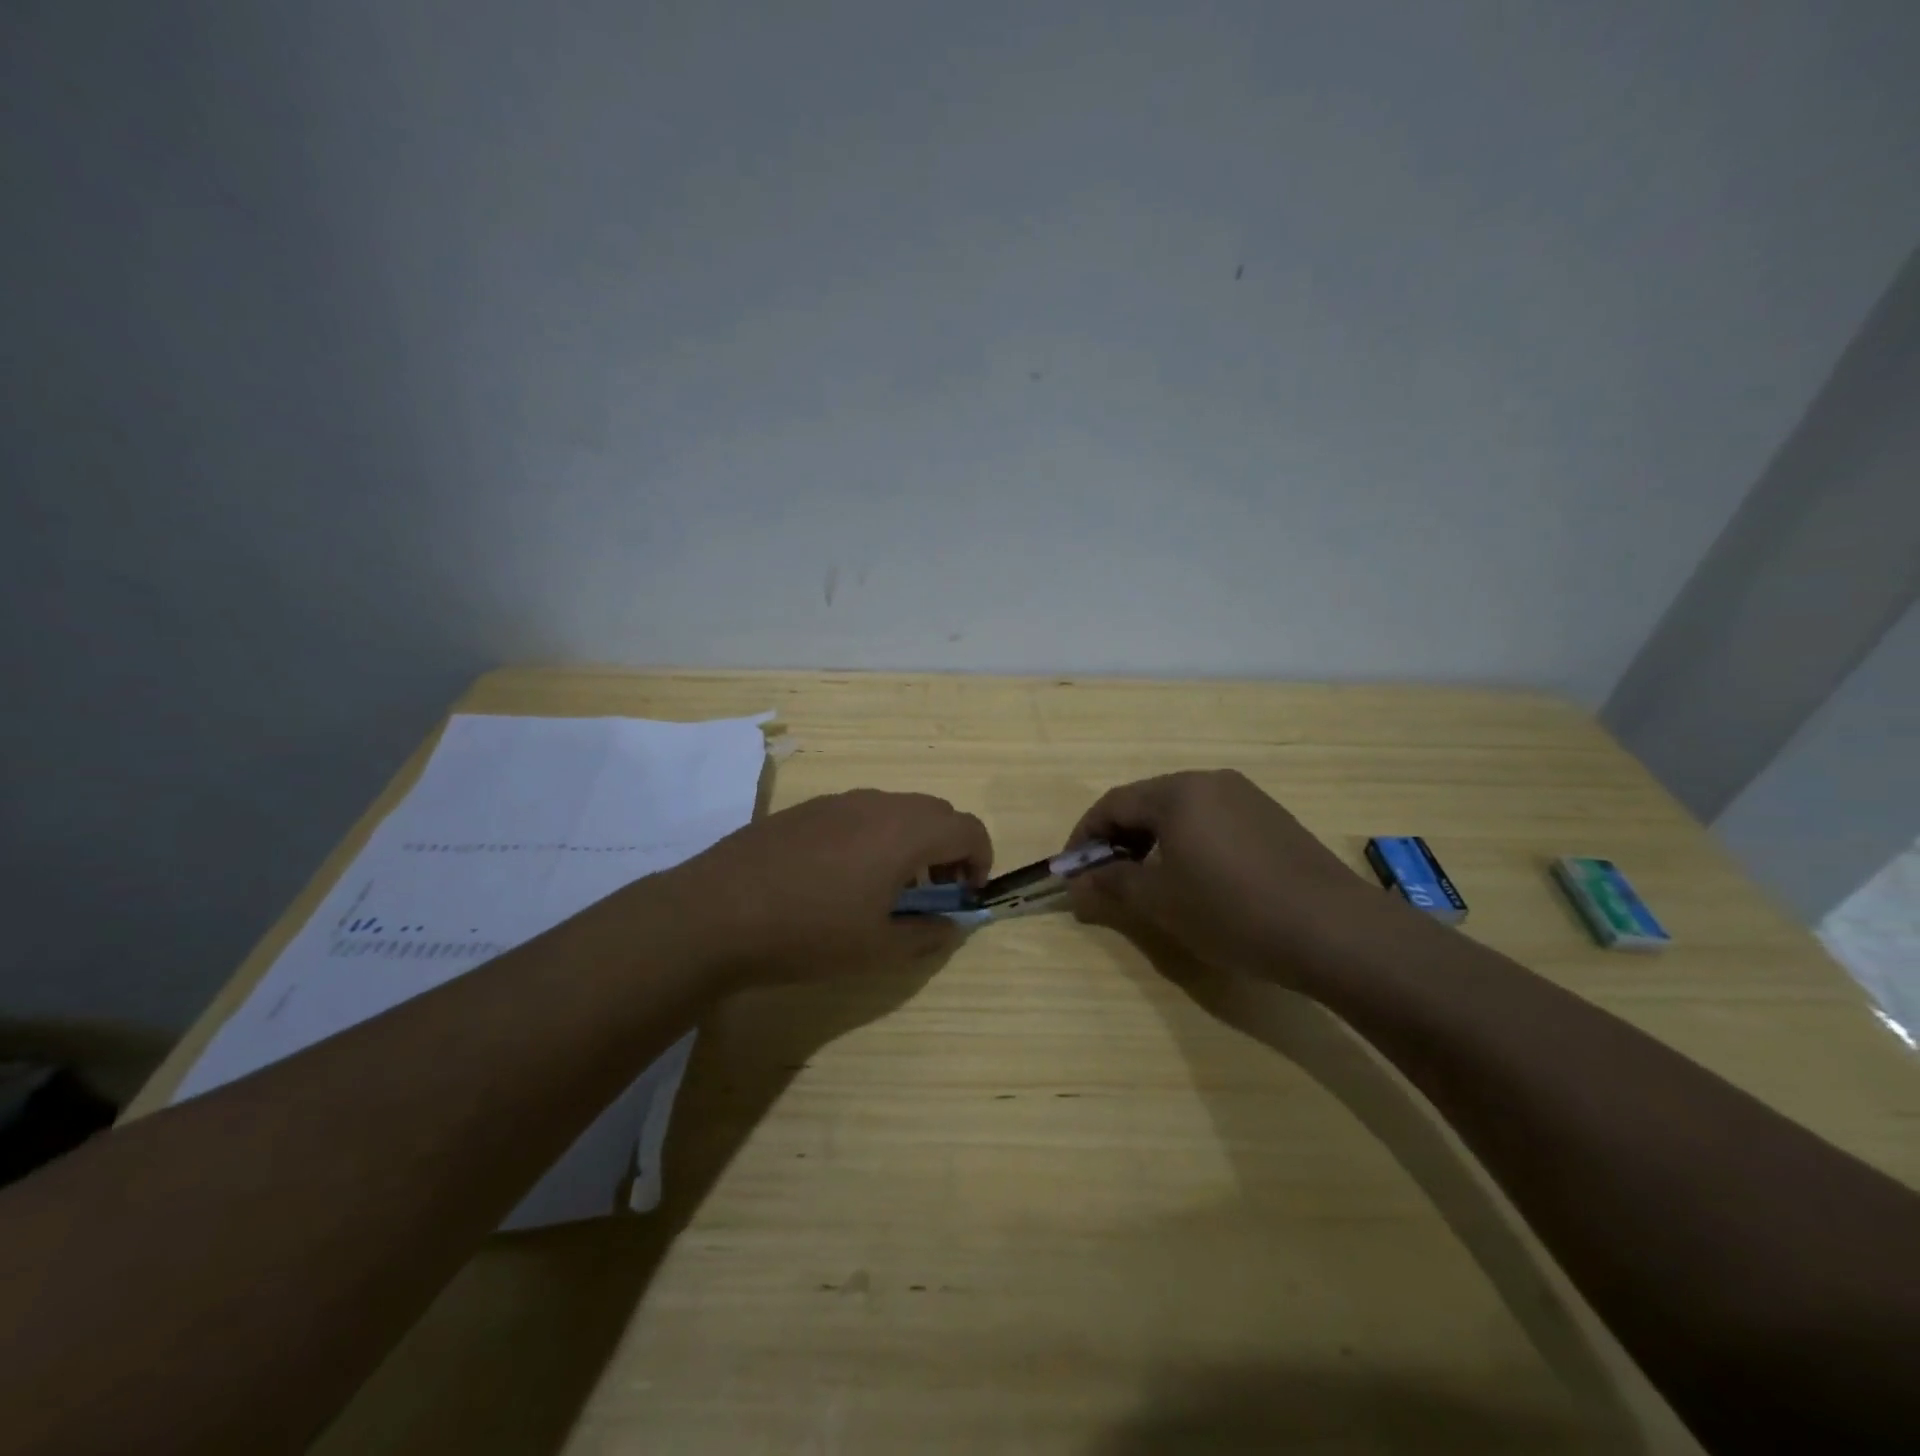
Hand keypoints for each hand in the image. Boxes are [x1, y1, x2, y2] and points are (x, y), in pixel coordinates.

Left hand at [659, 789, 992, 987]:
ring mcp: (838, 801)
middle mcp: (877, 804)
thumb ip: (927, 935)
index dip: (981, 860)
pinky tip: (842, 877)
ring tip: (888, 887)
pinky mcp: (806, 809)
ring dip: (911, 841)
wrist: (716, 912)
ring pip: (896, 810)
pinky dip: (875, 836)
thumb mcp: (877, 949)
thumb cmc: (809, 932)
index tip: (966, 894)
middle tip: (934, 892)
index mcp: (905, 831)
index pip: (968, 828)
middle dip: (949, 849)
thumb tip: (950, 925)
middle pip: (935, 813)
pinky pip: (860, 813)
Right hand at [1065, 770, 1390, 984]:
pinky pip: (1213, 821)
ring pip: (1181, 811)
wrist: (1336, 931)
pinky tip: (1196, 879)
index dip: (1085, 837)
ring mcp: (1247, 797)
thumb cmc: (1232, 911)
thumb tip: (1076, 883)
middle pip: (1147, 802)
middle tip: (1106, 878)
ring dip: (1153, 841)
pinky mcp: (1272, 818)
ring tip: (1148, 882)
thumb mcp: (1161, 902)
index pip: (1113, 804)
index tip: (1072, 871)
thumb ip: (1111, 885)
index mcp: (1177, 792)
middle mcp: (1210, 781)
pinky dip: (1188, 843)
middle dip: (1118, 838)